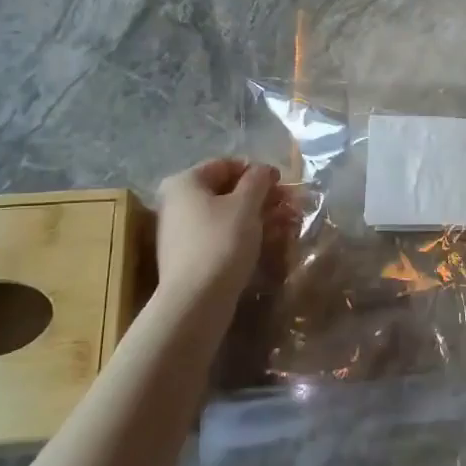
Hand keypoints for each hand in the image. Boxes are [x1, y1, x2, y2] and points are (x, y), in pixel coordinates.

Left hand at [154, 158, 289, 304]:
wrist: (196, 300)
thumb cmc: (221, 242)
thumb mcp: (245, 205)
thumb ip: (258, 180)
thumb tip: (264, 170)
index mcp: (185, 182)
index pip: (226, 165)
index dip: (257, 171)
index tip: (282, 184)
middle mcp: (177, 202)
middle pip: (226, 191)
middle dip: (260, 197)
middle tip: (288, 207)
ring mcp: (181, 231)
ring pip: (226, 215)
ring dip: (257, 216)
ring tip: (285, 225)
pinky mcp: (190, 256)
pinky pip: (220, 235)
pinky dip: (244, 235)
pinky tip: (268, 242)